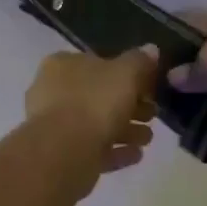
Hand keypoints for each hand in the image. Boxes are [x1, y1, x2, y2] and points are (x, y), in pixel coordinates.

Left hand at [25, 45, 159, 173]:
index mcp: (63, 65)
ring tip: (147, 139)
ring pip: (96, 124)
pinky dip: (115, 151)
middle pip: (99, 96)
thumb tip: (151, 50)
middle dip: (130, 106)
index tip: (150, 88)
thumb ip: (140, 61)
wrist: (64, 152)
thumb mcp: (126, 73)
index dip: (127, 74)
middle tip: (152, 115)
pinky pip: (93, 149)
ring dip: (126, 130)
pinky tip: (136, 155)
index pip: (99, 63)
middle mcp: (53, 92)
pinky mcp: (61, 155)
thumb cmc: (94, 102)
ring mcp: (54, 126)